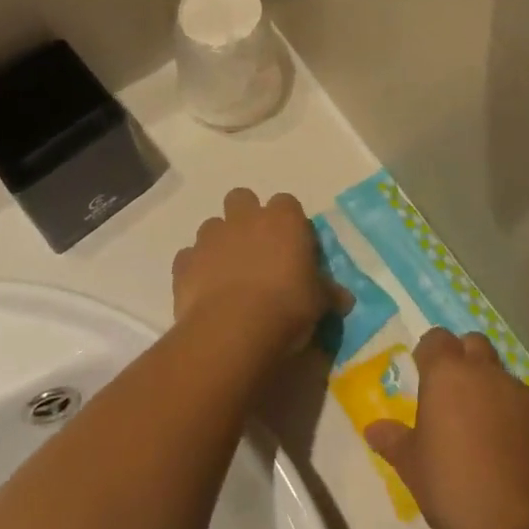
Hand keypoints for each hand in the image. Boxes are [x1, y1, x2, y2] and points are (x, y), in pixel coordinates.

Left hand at [172, 189, 340, 363]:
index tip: (293, 248)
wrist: (233, 330)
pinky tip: (205, 292)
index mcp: (282, 219)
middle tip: (257, 250)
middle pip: (242, 198)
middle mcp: (245, 218)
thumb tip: (344, 298)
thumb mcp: (319, 302)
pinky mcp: (184, 262)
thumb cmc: (287, 307)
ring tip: (229, 274)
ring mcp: (211, 237)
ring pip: (212, 225)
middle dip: (246, 217)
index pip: (287, 204)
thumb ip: (329, 293)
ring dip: (220, 243)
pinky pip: (189, 257)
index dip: (289, 224)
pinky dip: (195, 269)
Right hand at [366, 329, 528, 528]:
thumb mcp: (413, 469)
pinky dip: (518, 420)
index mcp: (448, 375)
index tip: (424, 376)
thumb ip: (393, 441)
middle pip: (473, 345)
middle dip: (463, 360)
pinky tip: (513, 455)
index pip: (436, 338)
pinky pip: (528, 408)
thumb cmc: (456, 490)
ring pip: (503, 378)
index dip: (429, 354)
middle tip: (454, 397)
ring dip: (492, 392)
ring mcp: (523, 394)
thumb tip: (372, 429)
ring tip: (485, 433)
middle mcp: (486, 373)